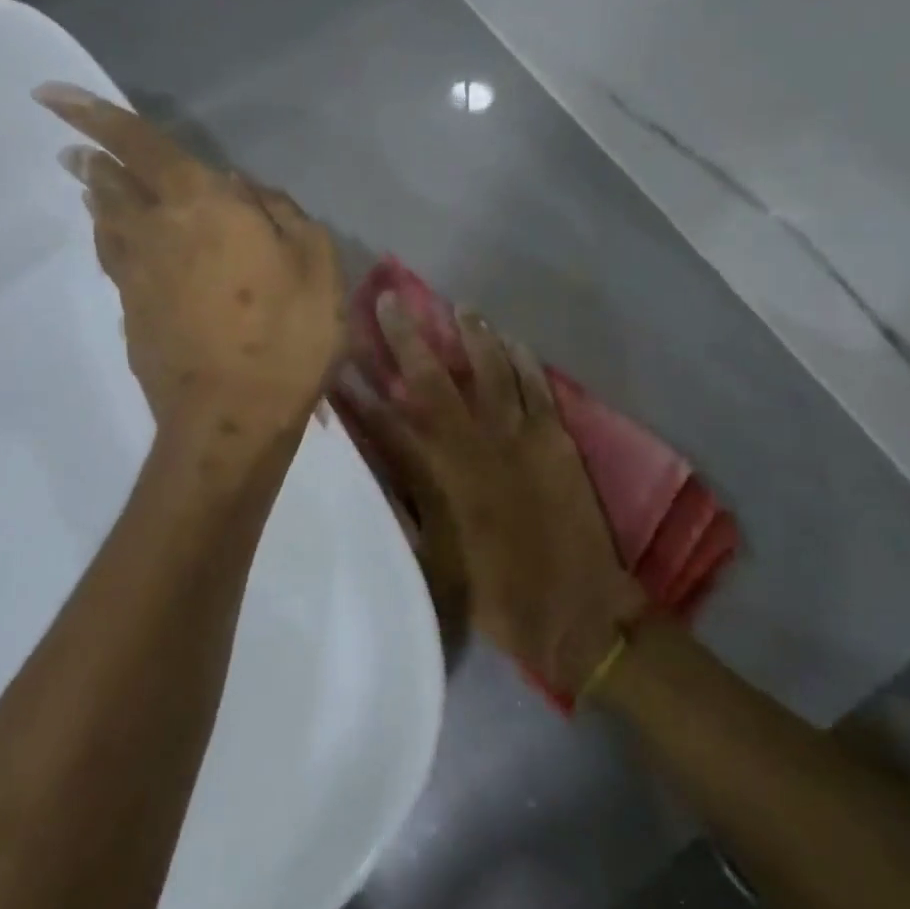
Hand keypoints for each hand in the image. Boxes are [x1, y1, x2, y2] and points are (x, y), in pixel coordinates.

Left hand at [35, 84, 344, 433]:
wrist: (231, 421)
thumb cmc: (286, 337)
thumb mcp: (318, 264)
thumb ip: (283, 214)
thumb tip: (245, 189)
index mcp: (201, 205)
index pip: (137, 145)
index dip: (93, 115)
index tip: (48, 96)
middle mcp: (156, 232)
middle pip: (111, 185)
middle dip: (92, 161)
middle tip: (77, 152)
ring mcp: (137, 279)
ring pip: (107, 226)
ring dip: (98, 202)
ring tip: (93, 190)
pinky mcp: (132, 319)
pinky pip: (119, 267)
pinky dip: (117, 246)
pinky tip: (129, 252)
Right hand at [341, 298, 645, 695]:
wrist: (572, 608)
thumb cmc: (494, 594)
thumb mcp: (431, 561)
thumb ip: (405, 509)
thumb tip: (384, 473)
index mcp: (436, 477)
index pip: (385, 422)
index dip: (358, 390)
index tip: (337, 359)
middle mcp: (471, 444)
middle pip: (432, 379)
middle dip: (407, 337)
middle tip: (390, 300)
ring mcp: (517, 435)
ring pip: (490, 369)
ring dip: (472, 335)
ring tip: (461, 307)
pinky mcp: (555, 438)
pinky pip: (536, 386)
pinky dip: (523, 360)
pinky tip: (512, 340)